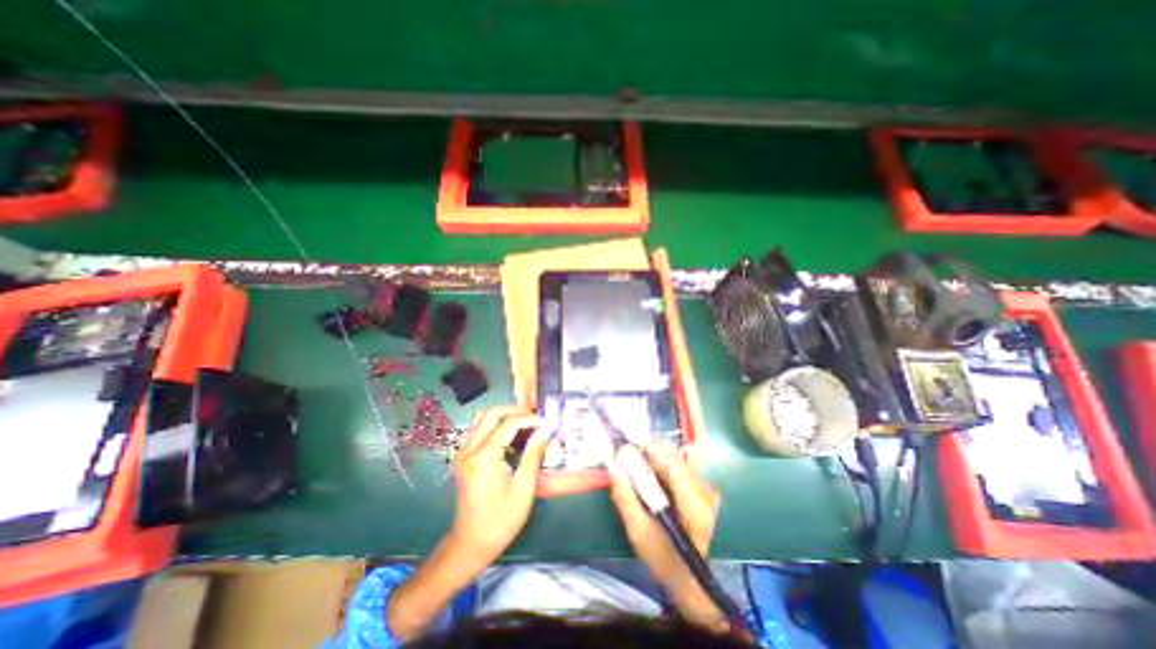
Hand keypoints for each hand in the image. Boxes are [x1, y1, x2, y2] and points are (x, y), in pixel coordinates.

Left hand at [388, 406, 550, 638]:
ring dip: (503, 416)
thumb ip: (534, 454)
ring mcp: (462, 452)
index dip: (530, 420)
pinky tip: (509, 438)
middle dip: (515, 411)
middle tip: (534, 419)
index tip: (546, 424)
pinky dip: (494, 426)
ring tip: (524, 424)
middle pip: (492, 413)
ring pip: (482, 417)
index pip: (509, 424)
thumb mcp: (524, 488)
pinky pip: (477, 429)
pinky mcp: (462, 457)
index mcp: (484, 457)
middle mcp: (469, 449)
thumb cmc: (500, 520)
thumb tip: (546, 431)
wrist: (470, 544)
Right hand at [605, 437, 720, 630]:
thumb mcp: (638, 533)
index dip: (649, 450)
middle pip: (675, 457)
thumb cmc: (663, 559)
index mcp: (695, 509)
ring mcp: (706, 487)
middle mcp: (706, 492)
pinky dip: (660, 460)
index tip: (625, 445)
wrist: (690, 577)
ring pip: (676, 457)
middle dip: (648, 450)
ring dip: (653, 454)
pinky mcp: (703, 485)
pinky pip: (679, 462)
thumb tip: (612, 466)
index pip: (673, 467)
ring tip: (633, 460)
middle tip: (625, 452)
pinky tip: (648, 468)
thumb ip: (626, 499)